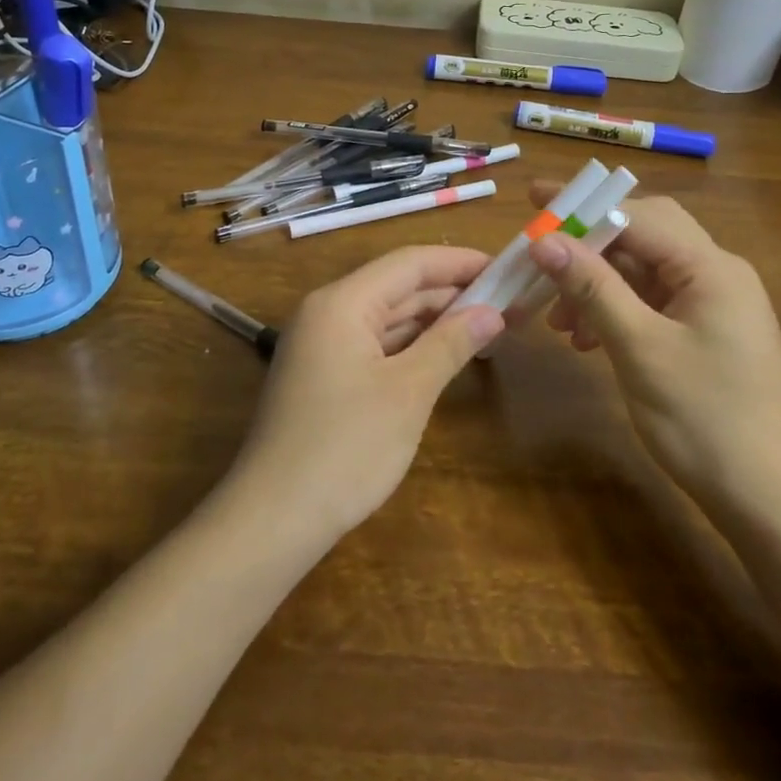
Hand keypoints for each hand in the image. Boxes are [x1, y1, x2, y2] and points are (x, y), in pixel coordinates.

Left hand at [228, 246, 504, 544]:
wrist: (273, 517)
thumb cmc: (345, 447)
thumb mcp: (408, 392)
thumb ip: (450, 343)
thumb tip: (491, 312)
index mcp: (342, 302)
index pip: (409, 264)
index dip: (459, 262)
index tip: (504, 267)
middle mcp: (327, 313)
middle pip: (397, 287)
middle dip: (451, 293)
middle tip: (507, 301)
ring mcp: (321, 346)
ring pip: (386, 318)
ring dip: (433, 321)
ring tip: (486, 326)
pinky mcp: (323, 376)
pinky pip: (374, 345)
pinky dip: (410, 346)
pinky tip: (443, 355)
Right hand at [523, 183, 780, 521]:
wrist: (771, 501)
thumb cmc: (705, 420)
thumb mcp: (640, 348)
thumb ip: (593, 287)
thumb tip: (544, 240)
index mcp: (710, 267)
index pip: (637, 215)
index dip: (582, 206)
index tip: (533, 201)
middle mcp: (717, 273)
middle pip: (643, 235)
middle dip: (589, 243)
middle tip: (541, 254)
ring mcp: (715, 304)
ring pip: (644, 271)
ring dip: (598, 283)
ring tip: (558, 320)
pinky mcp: (707, 332)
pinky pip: (653, 302)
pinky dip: (616, 309)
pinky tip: (588, 339)